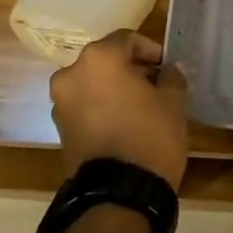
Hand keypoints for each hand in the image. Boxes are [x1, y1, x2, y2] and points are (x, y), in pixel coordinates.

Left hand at [50, 32, 188, 187]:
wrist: (119, 193)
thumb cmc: (150, 135)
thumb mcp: (173, 101)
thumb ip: (171, 77)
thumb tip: (168, 70)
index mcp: (99, 58)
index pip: (127, 39)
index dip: (151, 50)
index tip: (167, 67)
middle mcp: (71, 74)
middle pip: (106, 61)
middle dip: (130, 69)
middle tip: (156, 84)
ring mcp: (61, 103)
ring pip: (93, 84)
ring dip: (114, 88)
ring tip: (141, 106)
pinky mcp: (59, 129)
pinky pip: (85, 106)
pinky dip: (102, 107)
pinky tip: (125, 123)